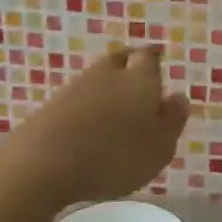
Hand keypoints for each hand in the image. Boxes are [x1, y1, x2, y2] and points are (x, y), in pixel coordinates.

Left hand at [3, 46, 191, 205]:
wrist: (43, 163)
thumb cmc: (115, 155)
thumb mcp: (160, 146)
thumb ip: (172, 120)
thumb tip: (178, 97)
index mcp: (140, 78)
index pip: (149, 57)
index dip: (154, 59)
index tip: (158, 61)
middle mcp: (108, 74)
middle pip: (120, 60)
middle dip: (129, 65)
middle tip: (137, 77)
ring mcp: (74, 87)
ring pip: (96, 78)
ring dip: (105, 87)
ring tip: (114, 106)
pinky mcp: (49, 107)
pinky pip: (76, 99)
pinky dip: (85, 107)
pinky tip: (87, 124)